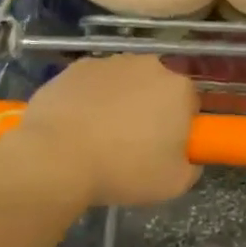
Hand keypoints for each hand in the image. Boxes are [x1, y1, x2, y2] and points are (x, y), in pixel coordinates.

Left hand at [11, 56, 201, 206]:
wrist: (55, 158)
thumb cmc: (122, 170)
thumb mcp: (172, 184)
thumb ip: (190, 168)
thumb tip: (188, 159)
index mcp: (178, 89)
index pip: (190, 104)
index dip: (179, 127)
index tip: (165, 148)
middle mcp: (149, 65)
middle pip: (157, 87)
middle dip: (150, 109)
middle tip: (134, 144)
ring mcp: (110, 62)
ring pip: (124, 82)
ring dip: (120, 102)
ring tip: (100, 137)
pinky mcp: (77, 67)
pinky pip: (93, 83)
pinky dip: (90, 99)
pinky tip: (77, 126)